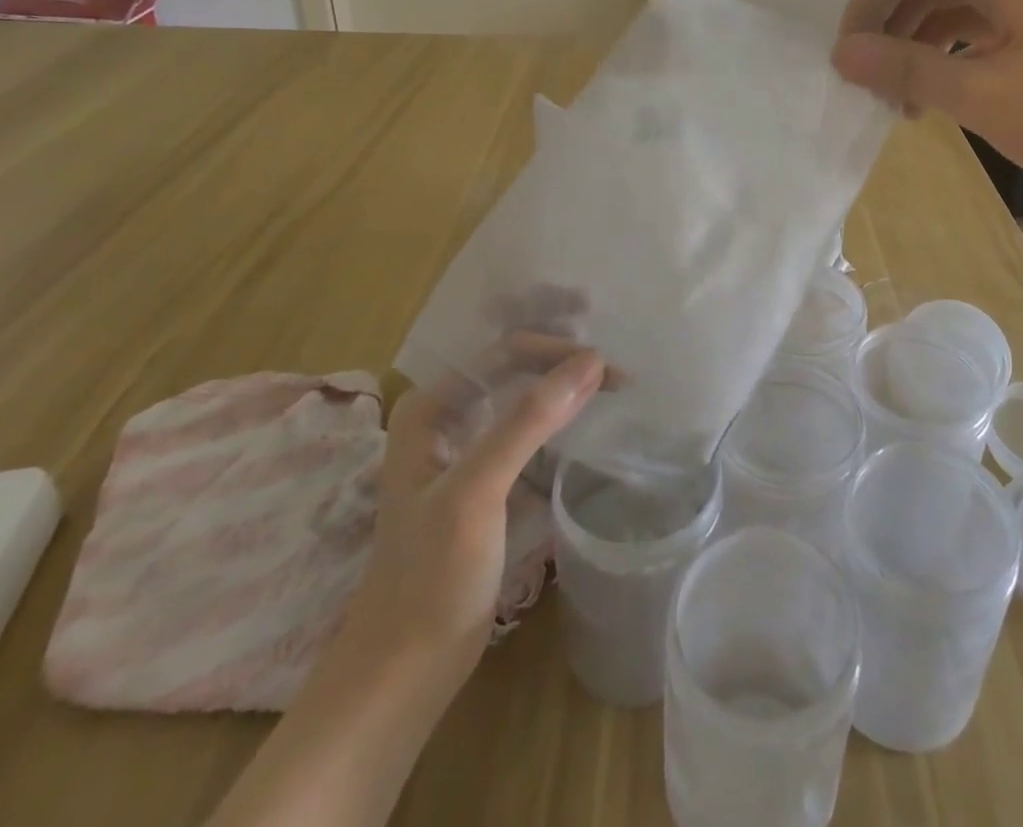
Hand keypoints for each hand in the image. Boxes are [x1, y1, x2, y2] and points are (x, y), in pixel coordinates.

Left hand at [344, 341, 605, 675]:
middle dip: (563, 357)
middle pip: (514, 367)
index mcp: (430, 407)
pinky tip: (588, 421)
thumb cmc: (431, 578)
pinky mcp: (485, 480)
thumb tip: (591, 360)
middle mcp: (445, 417)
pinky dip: (560, 419)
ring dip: (565, 385)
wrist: (403, 671)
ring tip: (613, 384)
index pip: (505, 353)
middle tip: (618, 365)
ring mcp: (465, 449)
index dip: (557, 351)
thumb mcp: (477, 492)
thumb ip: (528, 422)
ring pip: (523, 397)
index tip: (609, 365)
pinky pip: (527, 431)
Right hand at [833, 0, 1022, 228]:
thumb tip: (842, 53)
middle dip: (891, 31)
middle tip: (876, 92)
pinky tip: (953, 93)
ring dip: (922, 47)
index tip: (846, 64)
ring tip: (909, 104)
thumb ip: (905, 68)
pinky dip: (959, 55)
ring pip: (960, 7)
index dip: (862, 9)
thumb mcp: (981, 95)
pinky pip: (992, 28)